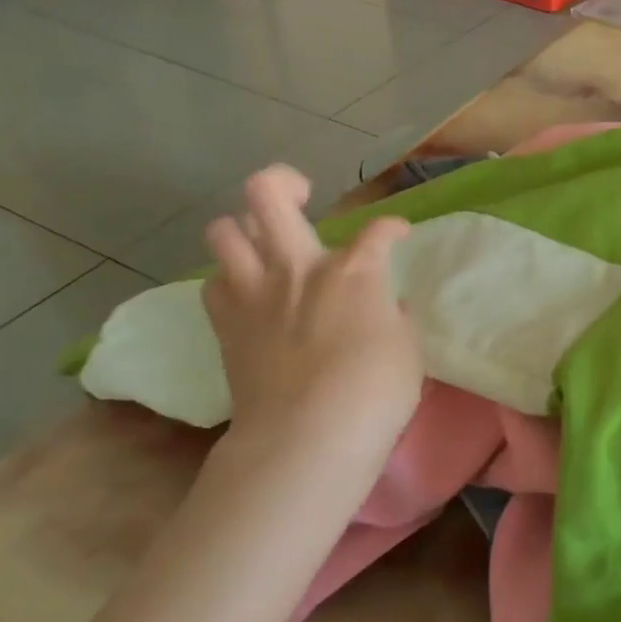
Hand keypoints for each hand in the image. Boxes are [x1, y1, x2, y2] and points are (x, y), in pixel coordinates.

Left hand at [201, 166, 420, 477]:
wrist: (307, 439)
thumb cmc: (374, 394)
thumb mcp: (407, 351)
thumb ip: (394, 318)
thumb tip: (384, 307)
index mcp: (354, 272)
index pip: (379, 230)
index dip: (392, 227)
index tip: (398, 235)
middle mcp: (299, 267)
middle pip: (268, 194)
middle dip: (284, 182)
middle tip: (301, 195)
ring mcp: (255, 294)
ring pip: (223, 230)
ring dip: (242, 228)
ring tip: (263, 242)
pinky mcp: (226, 326)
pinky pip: (213, 284)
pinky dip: (229, 281)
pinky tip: (248, 293)